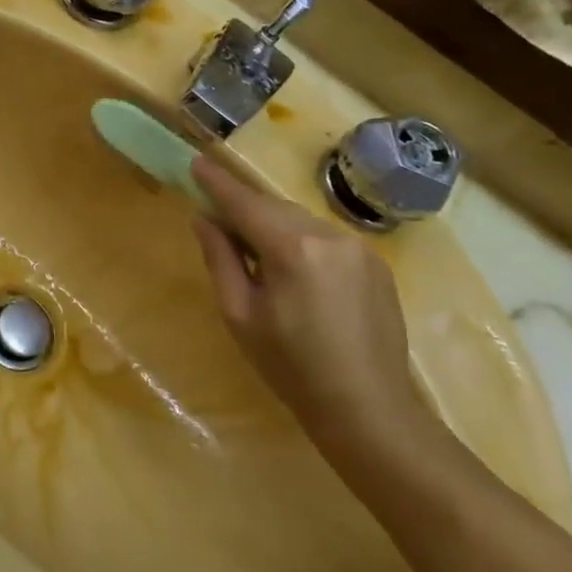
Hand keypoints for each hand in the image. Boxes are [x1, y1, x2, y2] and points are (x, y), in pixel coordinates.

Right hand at [190, 153, 425, 450]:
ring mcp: (359, 248)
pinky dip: (299, 240)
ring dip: (271, 225)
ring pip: (300, 221)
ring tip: (251, 247)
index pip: (244, 203)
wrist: (369, 408)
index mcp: (292, 249)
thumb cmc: (291, 367)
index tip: (196, 162)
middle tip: (214, 213)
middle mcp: (330, 236)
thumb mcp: (240, 314)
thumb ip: (220, 259)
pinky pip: (325, 238)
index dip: (217, 183)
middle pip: (273, 207)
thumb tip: (204, 219)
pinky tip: (290, 268)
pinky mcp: (375, 264)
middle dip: (243, 206)